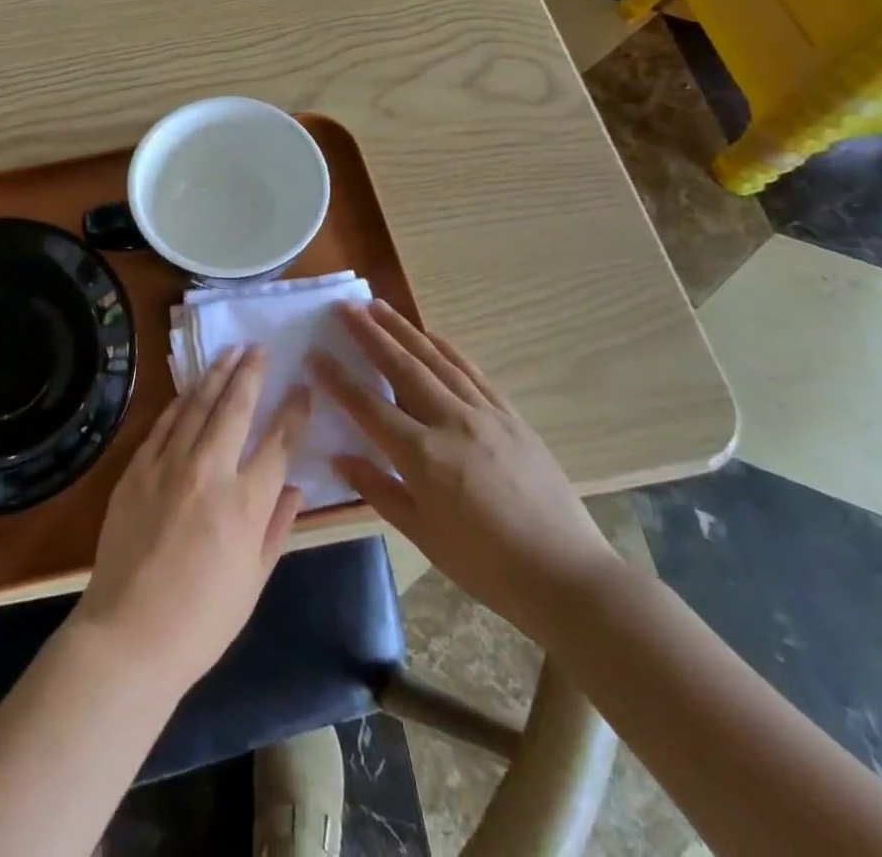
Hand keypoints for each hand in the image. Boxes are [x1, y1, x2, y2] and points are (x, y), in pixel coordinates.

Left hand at [75, 345, 310, 692]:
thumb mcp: (255, 580)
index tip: (303, 387)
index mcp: (245, 503)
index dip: (294, 410)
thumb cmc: (203, 620)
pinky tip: (191, 388)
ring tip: (230, 352)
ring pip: (197, 404)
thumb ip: (277, 527)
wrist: (129, 633)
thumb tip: (295, 487)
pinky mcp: (137, 468)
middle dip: (252, 373)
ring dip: (216, 374)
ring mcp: (168, 465)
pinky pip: (163, 423)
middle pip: (236, 407)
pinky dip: (181, 401)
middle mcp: (209, 471)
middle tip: (261, 349)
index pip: (279, 442)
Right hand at [313, 301, 620, 640]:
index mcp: (422, 456)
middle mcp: (450, 422)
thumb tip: (341, 457)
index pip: (368, 406)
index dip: (338, 379)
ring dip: (404, 330)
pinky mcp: (511, 416)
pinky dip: (449, 349)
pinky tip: (433, 335)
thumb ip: (379, 490)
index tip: (316, 353)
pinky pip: (473, 372)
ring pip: (436, 360)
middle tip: (345, 306)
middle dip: (369, 334)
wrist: (566, 575)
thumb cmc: (486, 564)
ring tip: (379, 307)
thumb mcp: (423, 535)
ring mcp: (485, 414)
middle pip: (401, 367)